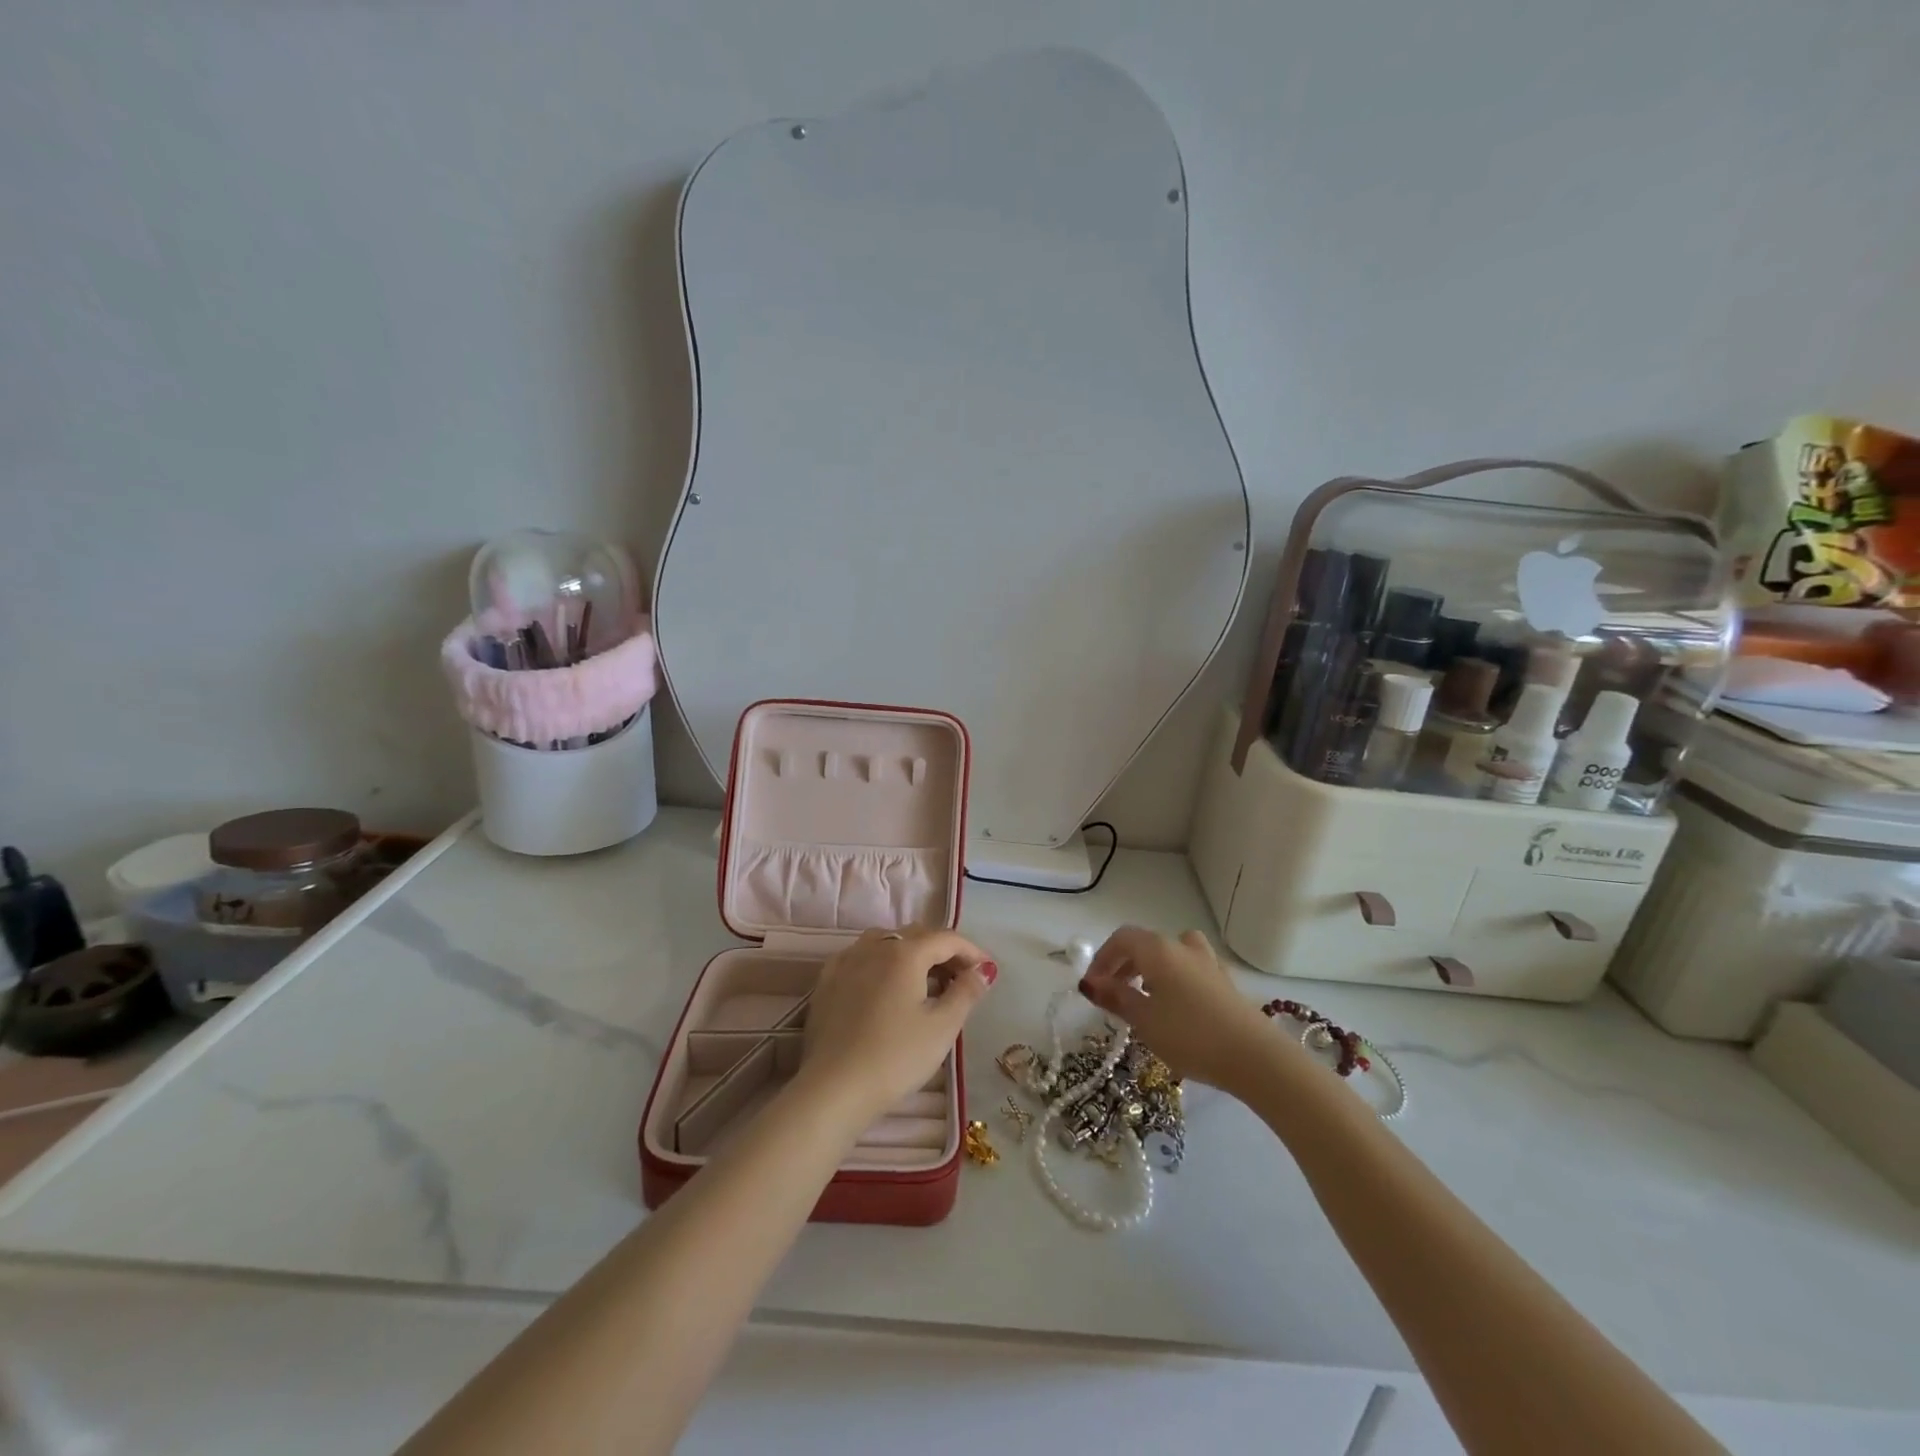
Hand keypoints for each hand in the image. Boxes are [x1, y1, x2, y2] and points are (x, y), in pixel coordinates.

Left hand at [799, 926, 995, 1122]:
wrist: (833, 1089)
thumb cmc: (895, 1057)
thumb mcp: (942, 1027)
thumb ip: (966, 992)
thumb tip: (984, 970)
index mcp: (905, 952)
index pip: (947, 939)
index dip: (972, 952)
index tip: (988, 972)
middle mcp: (874, 946)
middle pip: (917, 936)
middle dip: (944, 951)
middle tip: (962, 979)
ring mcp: (846, 961)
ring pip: (887, 942)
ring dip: (912, 954)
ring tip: (926, 982)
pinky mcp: (827, 981)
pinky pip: (861, 958)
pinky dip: (882, 963)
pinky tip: (886, 987)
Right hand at [1078, 927, 1278, 1095]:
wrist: (1256, 1058)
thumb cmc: (1190, 1035)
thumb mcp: (1143, 1020)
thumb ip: (1115, 998)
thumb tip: (1089, 983)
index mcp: (1158, 949)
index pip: (1122, 939)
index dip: (1102, 958)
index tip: (1092, 986)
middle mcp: (1183, 947)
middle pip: (1145, 944)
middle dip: (1123, 965)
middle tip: (1112, 994)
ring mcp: (1208, 963)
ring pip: (1171, 953)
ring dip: (1151, 969)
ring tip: (1144, 997)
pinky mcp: (1226, 983)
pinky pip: (1190, 969)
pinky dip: (1175, 978)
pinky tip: (1175, 1007)